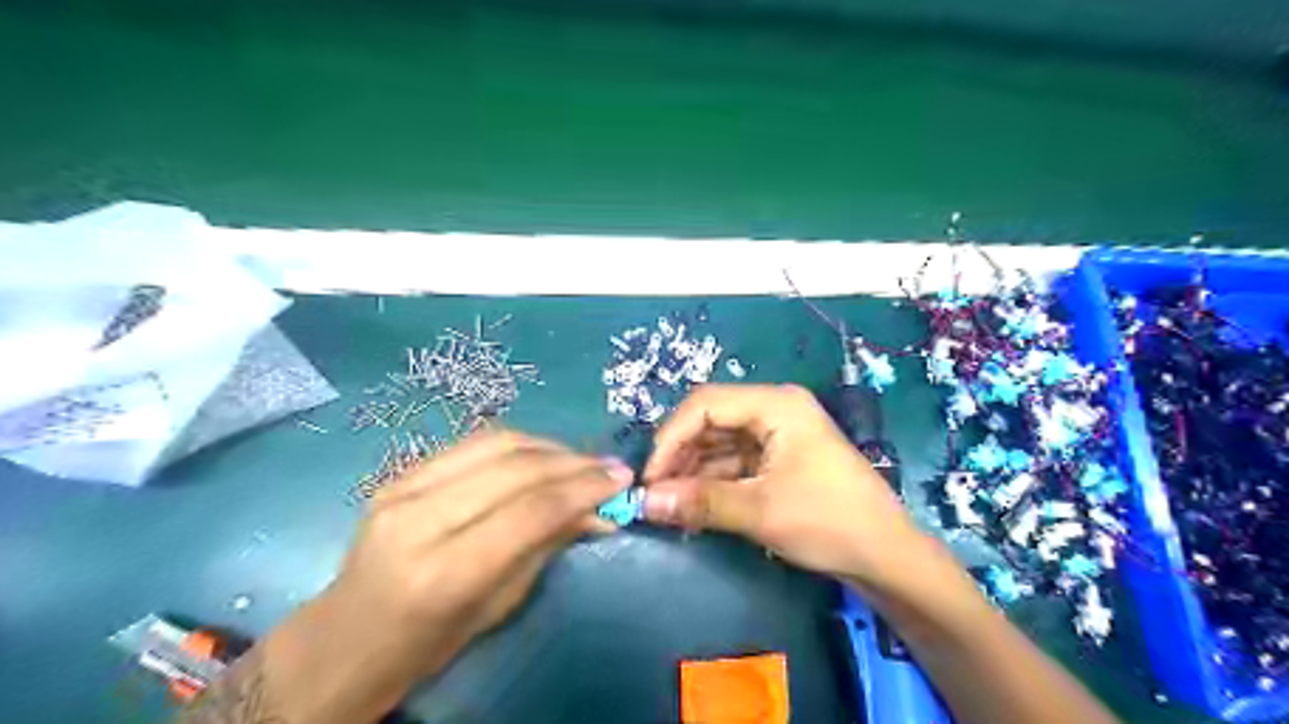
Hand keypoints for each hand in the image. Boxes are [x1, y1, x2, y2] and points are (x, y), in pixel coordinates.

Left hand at [257, 429, 631, 722]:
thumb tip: (597, 511)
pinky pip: (473, 443)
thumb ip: (546, 546)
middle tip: (610, 467)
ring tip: (581, 460)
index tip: (621, 480)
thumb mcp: (497, 606)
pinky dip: (518, 445)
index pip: (529, 511)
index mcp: (443, 572)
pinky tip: (542, 456)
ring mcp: (402, 487)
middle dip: (573, 463)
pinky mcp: (399, 472)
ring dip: (549, 446)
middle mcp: (419, 519)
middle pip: (515, 468)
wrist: (343, 638)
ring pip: (495, 443)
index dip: (583, 489)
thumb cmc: (426, 643)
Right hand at [645, 385, 938, 589]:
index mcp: (776, 404)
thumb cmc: (829, 522)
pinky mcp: (778, 458)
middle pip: (710, 421)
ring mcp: (777, 434)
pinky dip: (712, 482)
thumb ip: (699, 502)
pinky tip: (694, 506)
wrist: (887, 556)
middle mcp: (774, 409)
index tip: (650, 478)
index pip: (705, 404)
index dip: (671, 438)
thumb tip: (644, 502)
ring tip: (670, 505)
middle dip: (680, 456)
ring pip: (719, 443)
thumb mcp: (760, 511)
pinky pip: (734, 462)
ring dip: (693, 472)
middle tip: (656, 495)